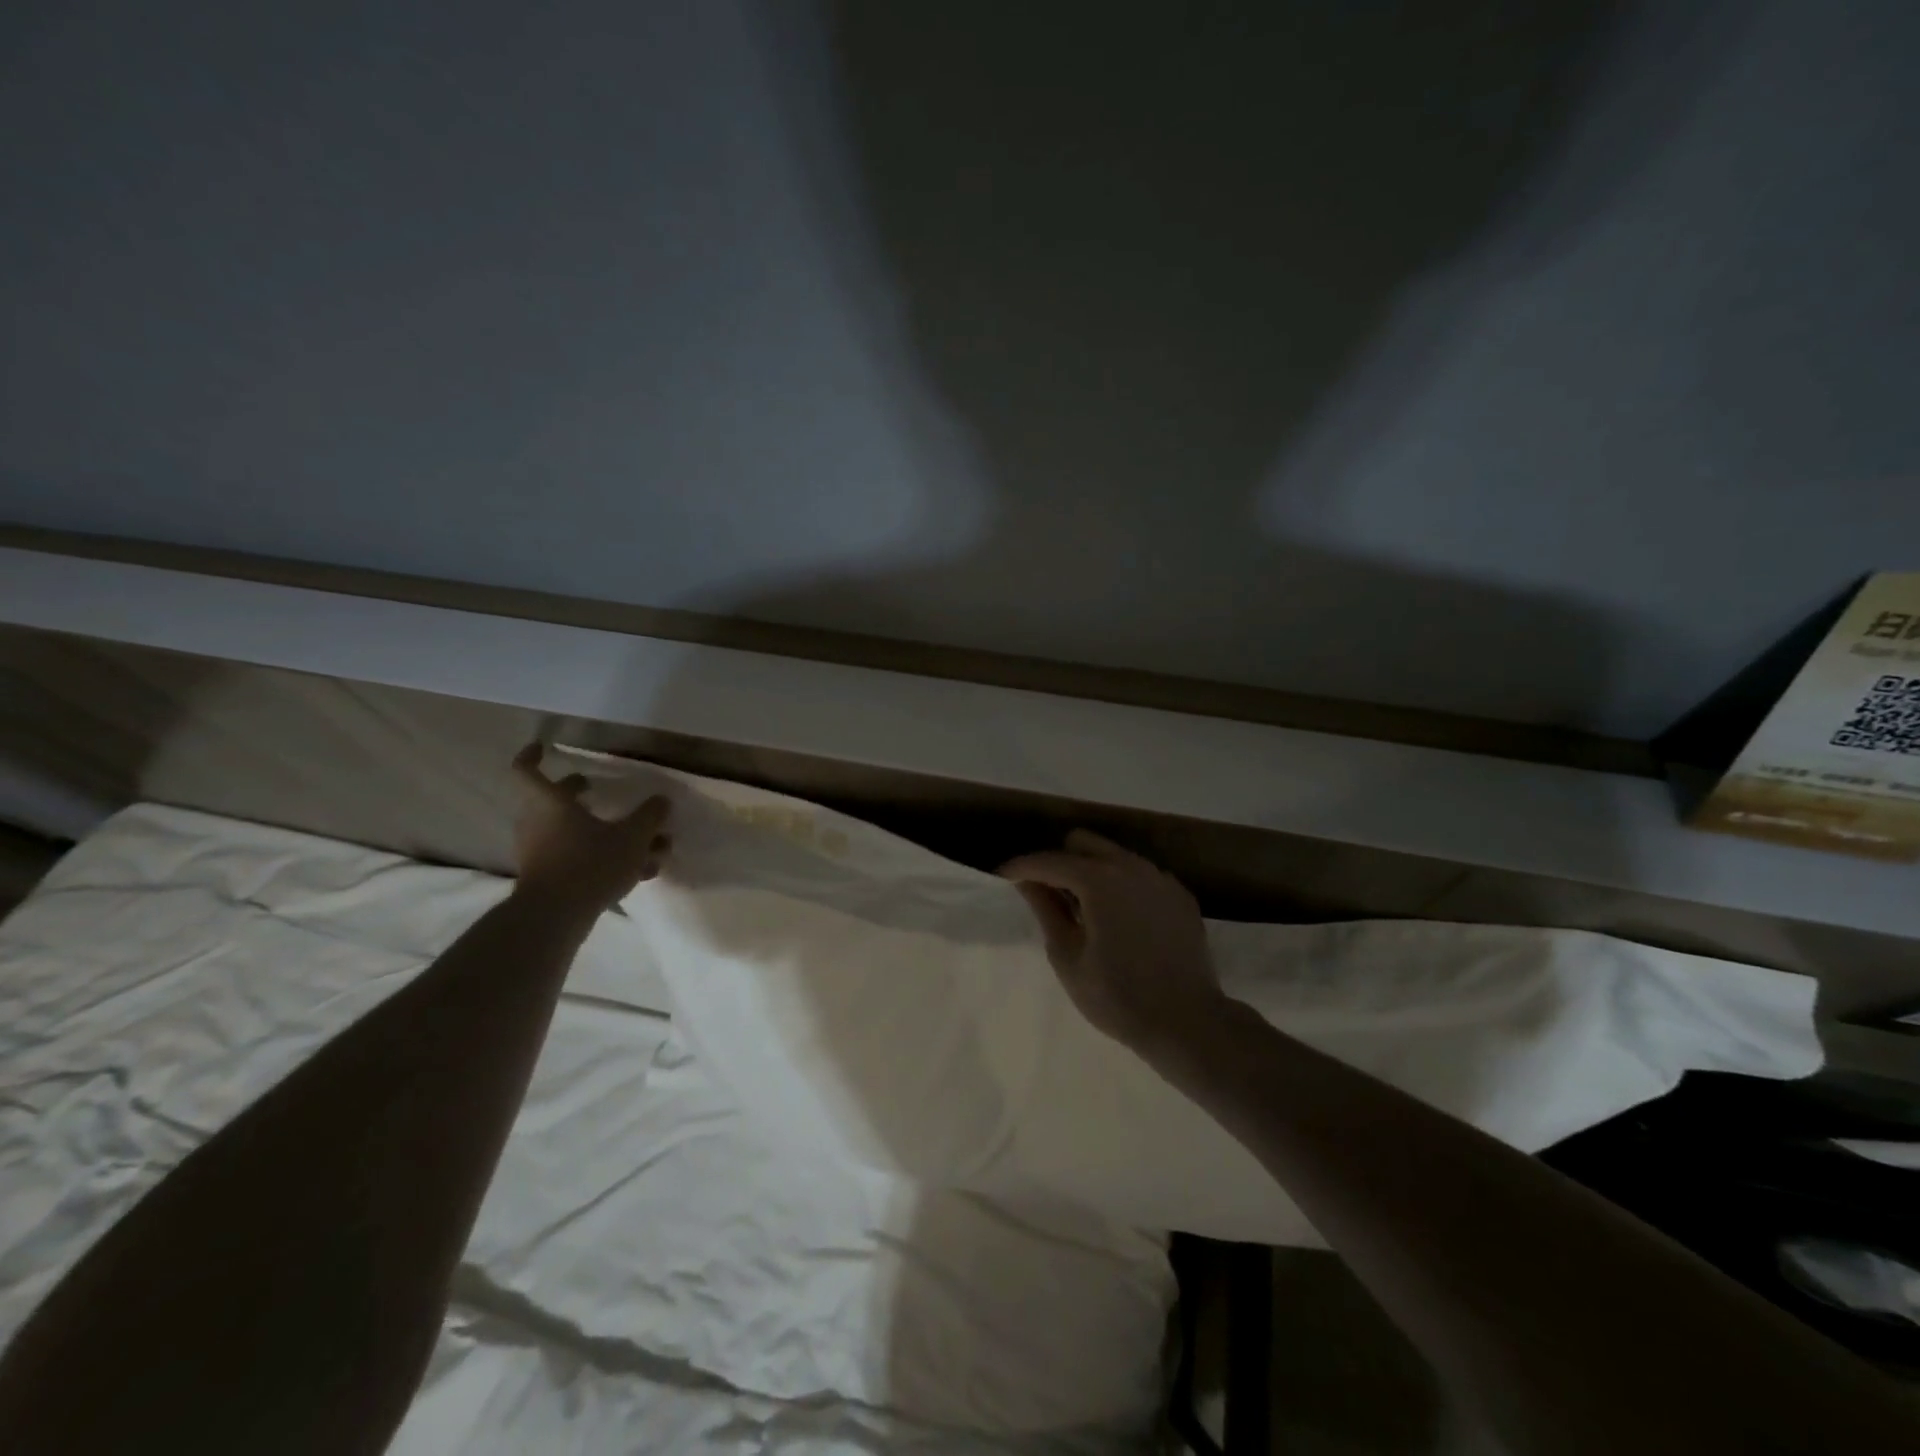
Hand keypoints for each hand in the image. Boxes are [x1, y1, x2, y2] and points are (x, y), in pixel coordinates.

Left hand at [510, 744, 670, 915]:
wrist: (555, 917)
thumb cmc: (590, 863)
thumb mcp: (632, 837)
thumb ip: (649, 817)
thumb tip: (662, 801)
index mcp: (550, 804)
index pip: (527, 771)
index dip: (533, 756)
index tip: (544, 748)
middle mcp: (538, 823)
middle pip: (554, 800)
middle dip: (578, 793)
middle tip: (596, 787)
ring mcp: (540, 852)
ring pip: (572, 831)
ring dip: (602, 830)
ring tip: (640, 840)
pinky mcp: (548, 877)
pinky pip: (577, 856)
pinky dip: (602, 856)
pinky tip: (639, 870)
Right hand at [1000, 830, 1227, 1052]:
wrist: (1188, 1023)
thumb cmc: (1118, 997)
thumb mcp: (1068, 958)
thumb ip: (1046, 911)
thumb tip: (1028, 883)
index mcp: (1099, 880)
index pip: (1049, 860)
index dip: (1020, 867)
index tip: (1001, 877)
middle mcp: (1131, 866)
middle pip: (1083, 842)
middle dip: (1058, 860)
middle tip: (1046, 894)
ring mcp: (1160, 878)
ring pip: (1114, 855)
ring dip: (1091, 870)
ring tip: (1084, 908)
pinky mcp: (1179, 894)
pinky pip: (1140, 875)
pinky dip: (1122, 885)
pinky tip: (1120, 920)